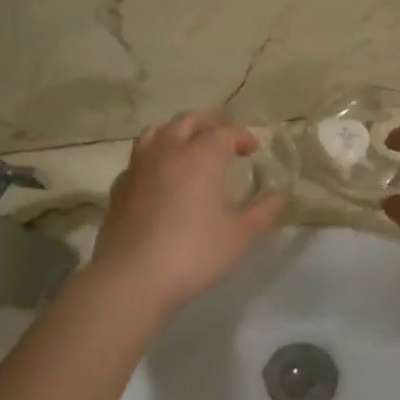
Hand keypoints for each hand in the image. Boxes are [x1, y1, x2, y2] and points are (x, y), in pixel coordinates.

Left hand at [89, 113, 285, 318]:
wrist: (132, 278)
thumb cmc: (193, 254)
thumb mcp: (240, 236)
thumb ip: (263, 212)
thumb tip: (280, 196)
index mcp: (200, 157)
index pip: (224, 132)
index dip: (242, 136)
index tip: (253, 150)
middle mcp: (167, 152)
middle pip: (188, 121)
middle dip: (210, 125)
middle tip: (224, 141)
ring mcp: (138, 167)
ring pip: (156, 132)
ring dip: (177, 133)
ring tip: (189, 149)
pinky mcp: (119, 187)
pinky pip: (139, 159)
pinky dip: (155, 158)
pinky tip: (161, 178)